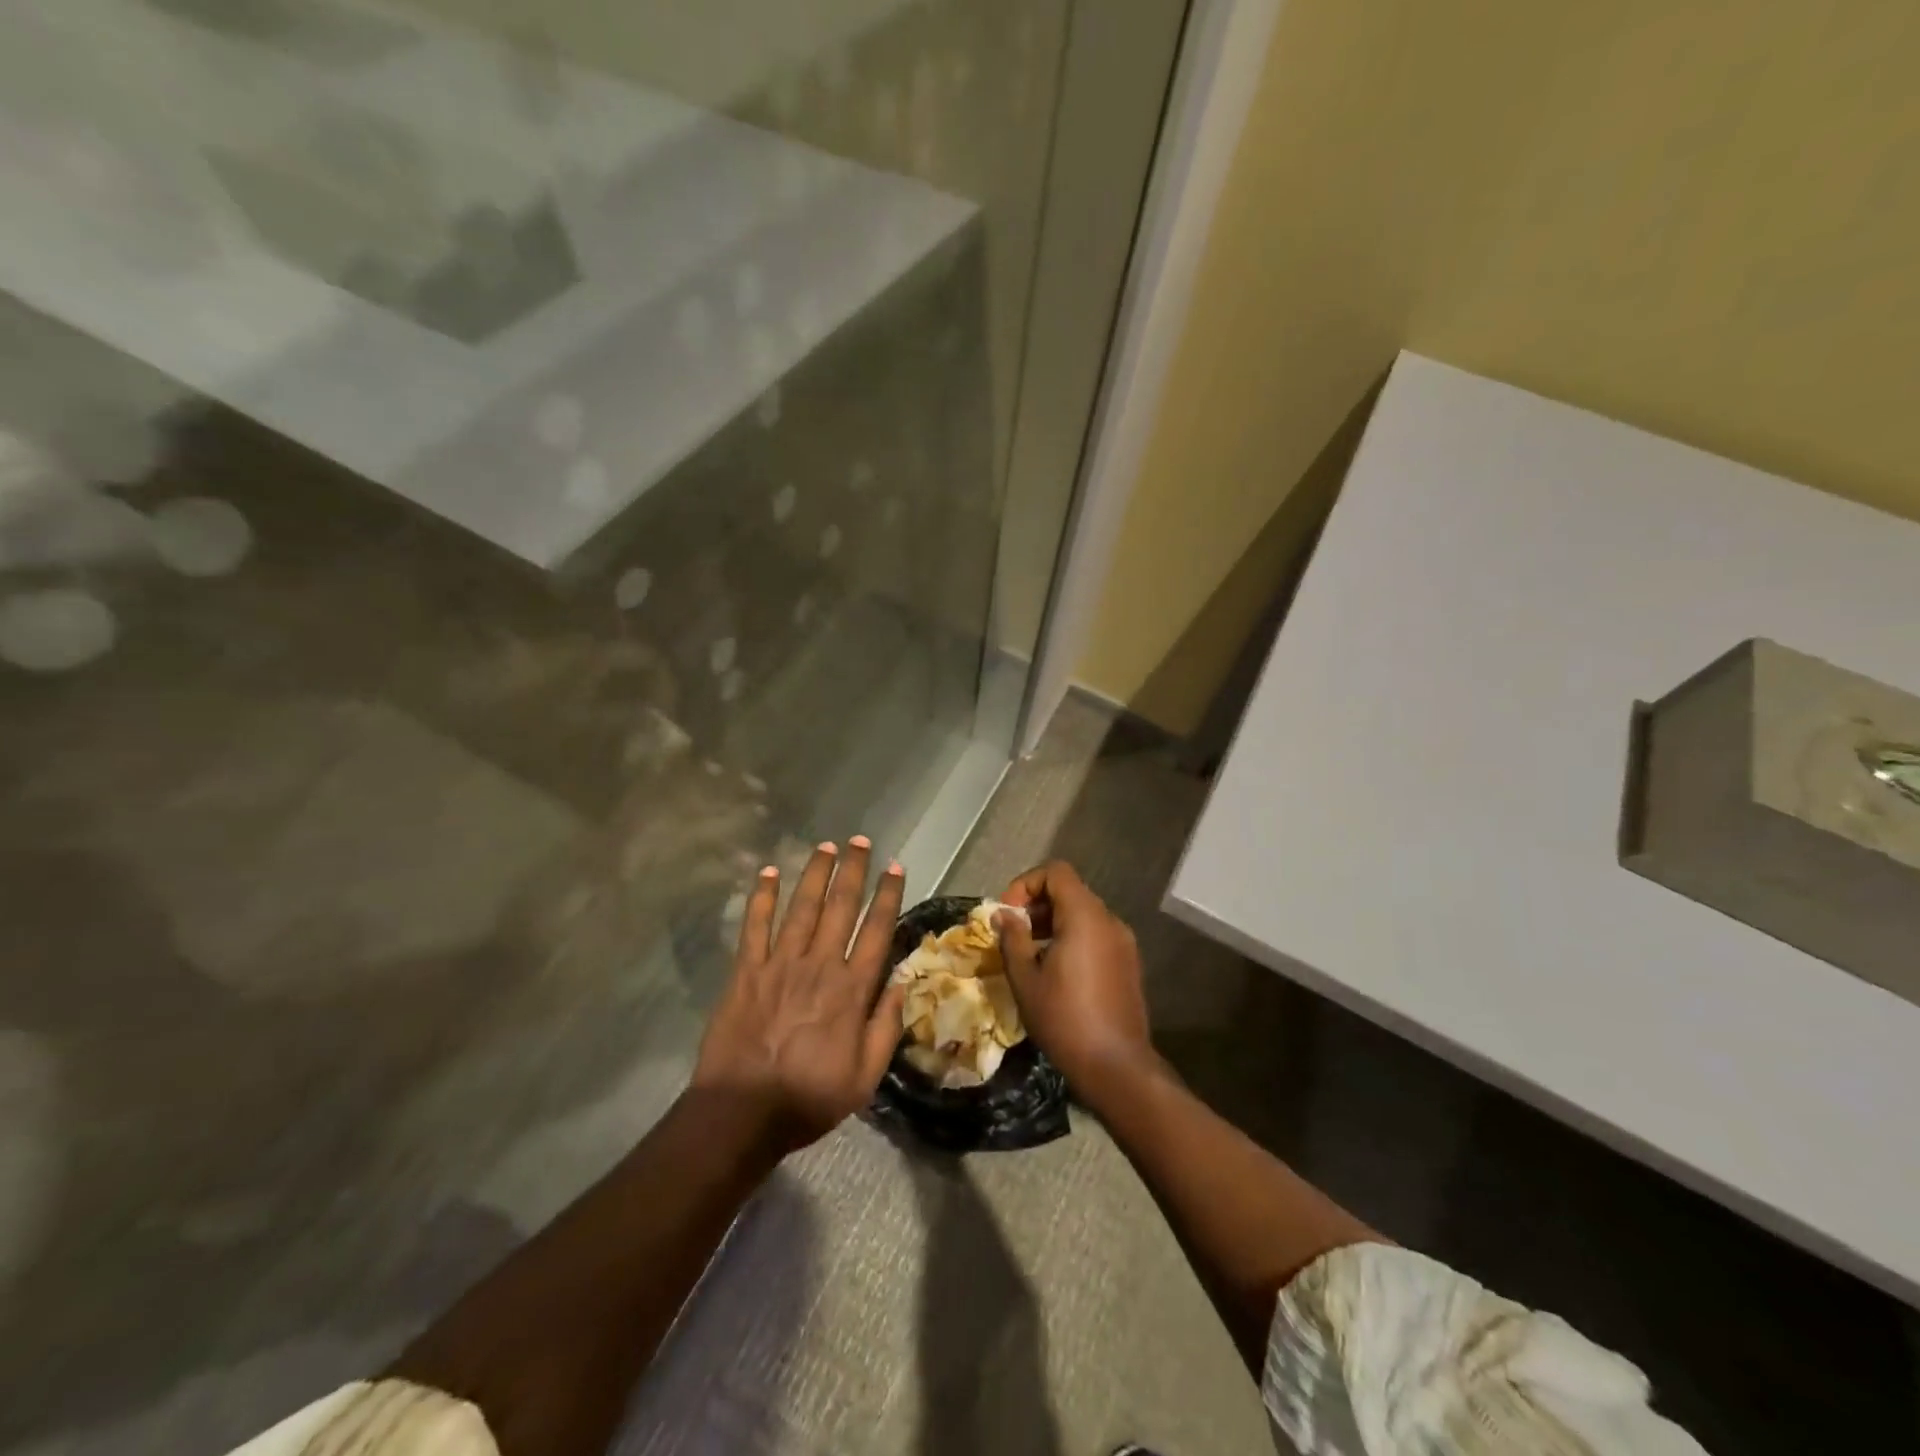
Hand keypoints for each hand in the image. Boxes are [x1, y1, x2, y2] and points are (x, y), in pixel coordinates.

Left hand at [693, 837, 906, 1149]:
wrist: (742, 1113)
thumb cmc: (809, 1098)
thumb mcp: (865, 1077)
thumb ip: (886, 1026)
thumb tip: (903, 983)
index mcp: (852, 990)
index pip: (877, 931)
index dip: (887, 896)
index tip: (895, 868)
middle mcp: (820, 966)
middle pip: (840, 907)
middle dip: (852, 870)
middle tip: (859, 841)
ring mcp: (780, 964)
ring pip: (802, 907)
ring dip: (814, 873)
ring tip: (825, 845)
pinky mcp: (746, 971)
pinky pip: (755, 927)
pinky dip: (761, 897)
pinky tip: (767, 873)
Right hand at [996, 861, 1152, 1093]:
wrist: (1116, 1066)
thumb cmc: (1064, 1019)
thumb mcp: (1025, 979)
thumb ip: (1012, 939)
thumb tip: (1002, 915)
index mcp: (1085, 916)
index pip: (1056, 872)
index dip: (1026, 884)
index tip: (1008, 914)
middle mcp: (1109, 920)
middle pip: (1070, 891)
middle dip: (1037, 905)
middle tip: (1014, 935)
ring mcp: (1123, 942)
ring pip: (1083, 914)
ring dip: (1053, 923)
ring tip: (1030, 955)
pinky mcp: (1128, 963)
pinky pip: (1096, 935)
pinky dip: (1072, 938)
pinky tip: (1056, 972)